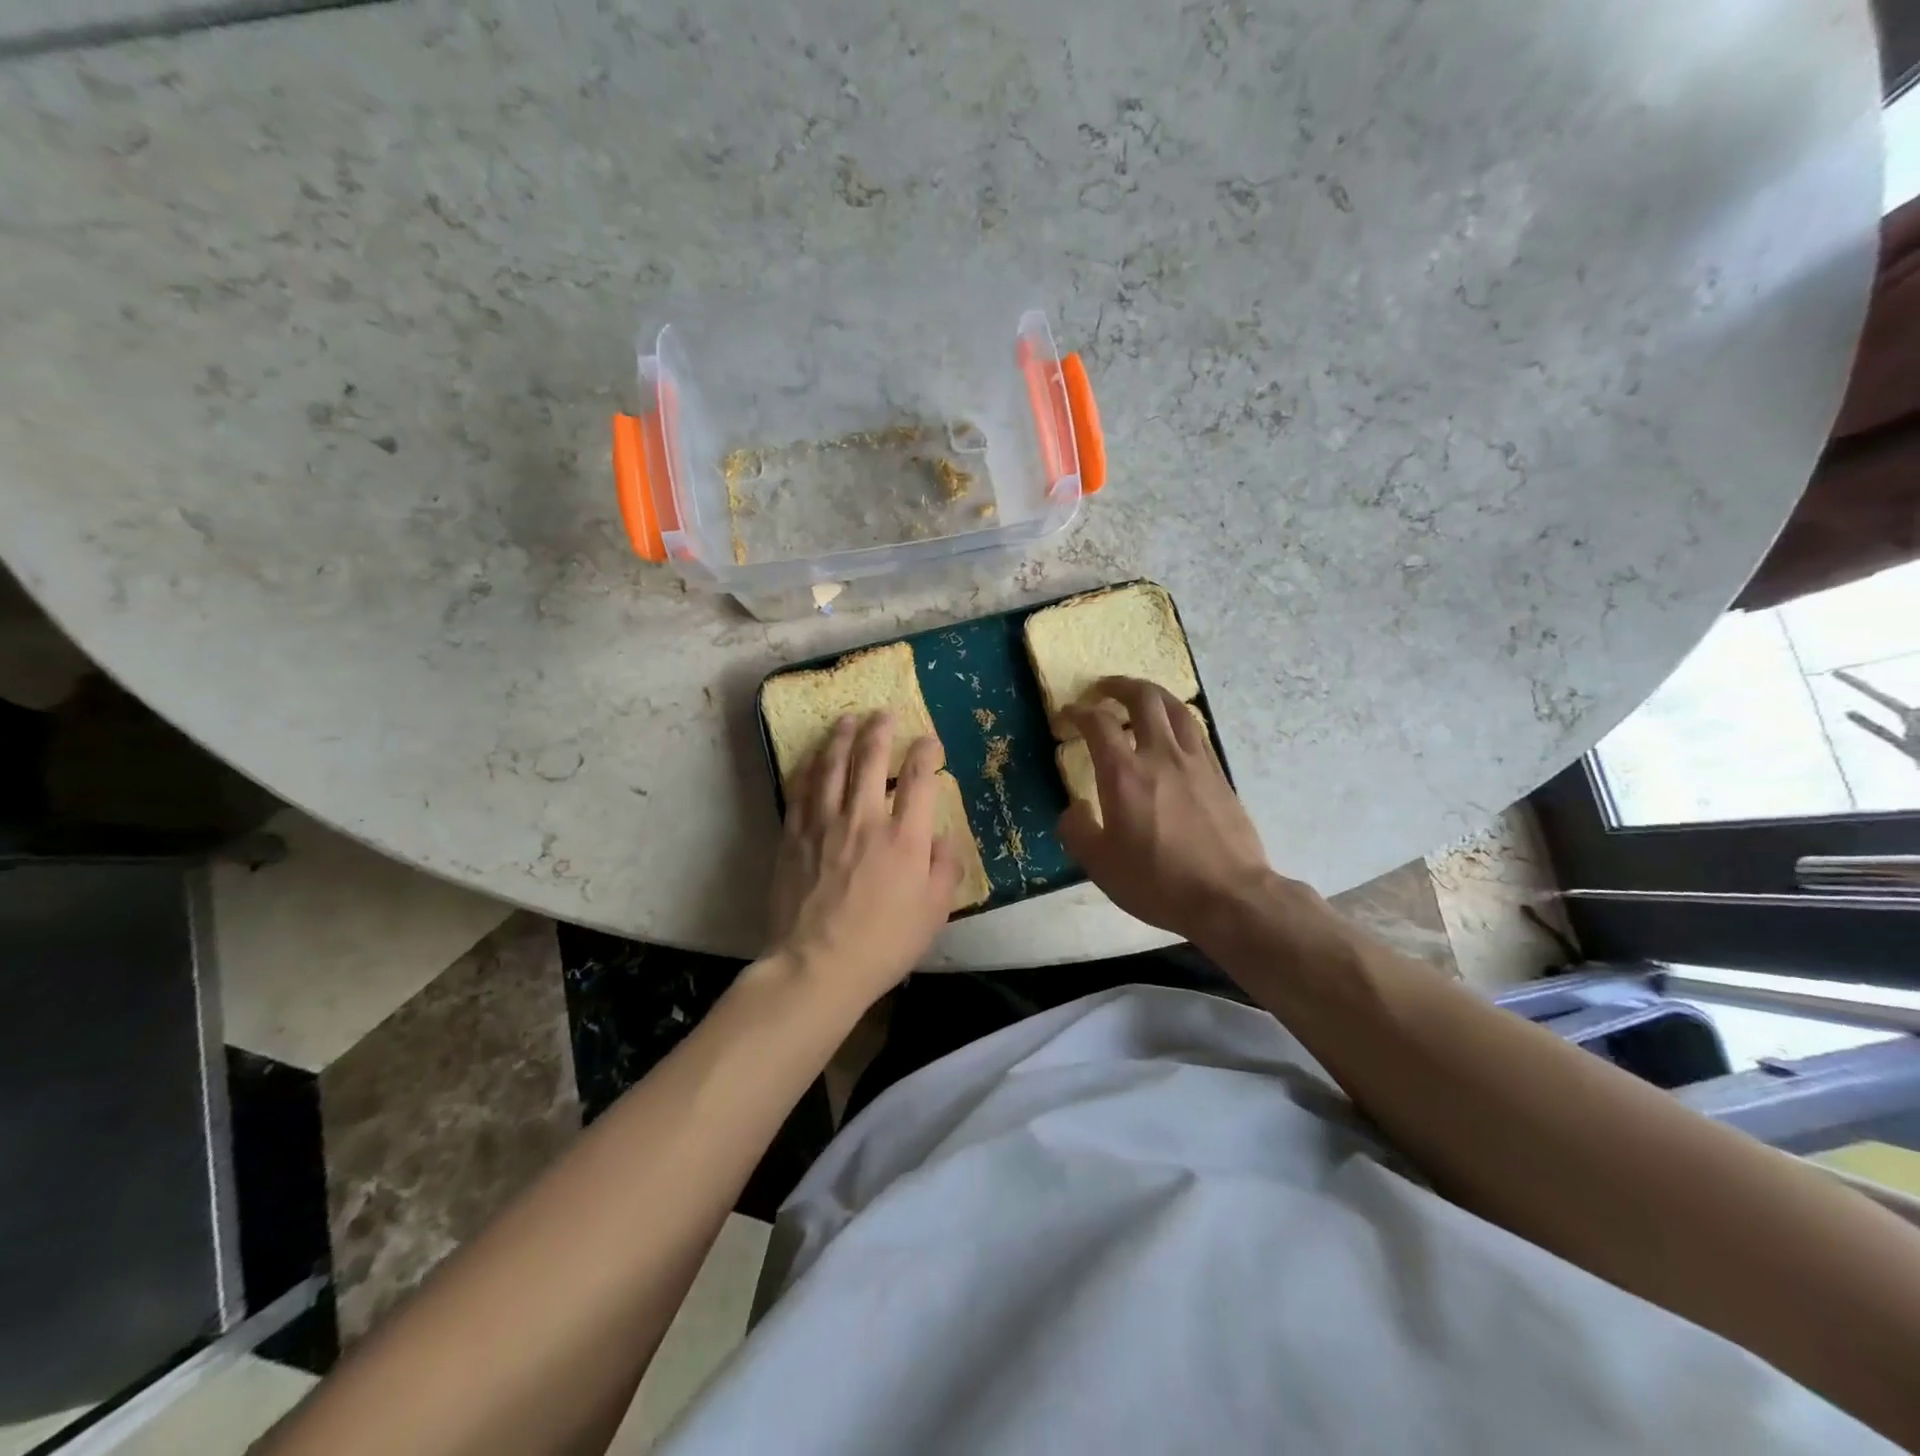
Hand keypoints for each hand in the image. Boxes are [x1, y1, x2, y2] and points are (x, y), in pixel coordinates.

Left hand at [766, 712, 961, 1008]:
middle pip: (871, 760)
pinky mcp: (794, 836)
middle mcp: (864, 820)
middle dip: (880, 730)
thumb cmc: (883, 944)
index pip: (919, 778)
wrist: (817, 966)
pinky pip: (801, 791)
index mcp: (904, 838)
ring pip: (832, 767)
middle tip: (883, 713)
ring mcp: (824, 825)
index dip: (926, 752)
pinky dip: (809, 768)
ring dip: (841, 738)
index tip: (929, 741)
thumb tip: (942, 836)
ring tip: (847, 719)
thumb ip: (945, 867)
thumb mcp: (933, 912)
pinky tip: (813, 757)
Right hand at [1059, 678, 1275, 943]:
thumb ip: (1077, 832)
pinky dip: (1176, 719)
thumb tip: (1074, 810)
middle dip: (1119, 686)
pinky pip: (1195, 731)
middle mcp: (1161, 755)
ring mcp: (1196, 761)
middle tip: (1103, 689)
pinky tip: (1172, 734)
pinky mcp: (1219, 774)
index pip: (1098, 723)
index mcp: (1125, 774)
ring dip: (1153, 695)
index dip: (1079, 712)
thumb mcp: (1100, 866)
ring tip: (1140, 699)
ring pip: (1176, 708)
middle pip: (1144, 698)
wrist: (1230, 896)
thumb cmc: (1158, 881)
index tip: (1068, 713)